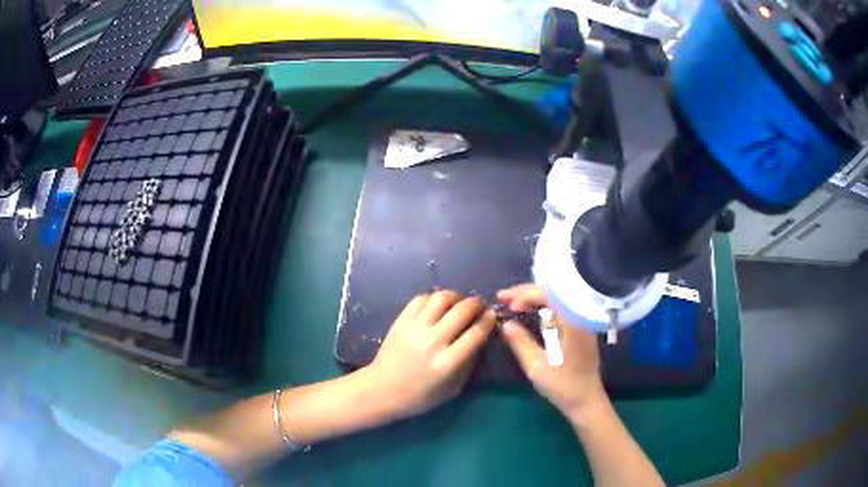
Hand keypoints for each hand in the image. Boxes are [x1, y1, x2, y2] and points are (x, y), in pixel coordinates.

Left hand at [367, 290, 495, 419]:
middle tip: (479, 306)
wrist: (382, 390)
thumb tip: (481, 337)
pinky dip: (434, 298)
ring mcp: (414, 329)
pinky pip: (421, 299)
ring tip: (459, 302)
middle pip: (462, 310)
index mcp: (448, 362)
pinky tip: (438, 305)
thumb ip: (469, 362)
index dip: (489, 320)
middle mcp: (432, 341)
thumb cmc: (420, 396)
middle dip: (476, 304)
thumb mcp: (453, 388)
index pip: (476, 333)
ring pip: (441, 298)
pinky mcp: (400, 322)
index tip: (493, 316)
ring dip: (456, 296)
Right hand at [497, 284, 606, 421]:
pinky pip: (559, 308)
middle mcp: (580, 315)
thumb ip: (520, 342)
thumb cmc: (563, 385)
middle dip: (525, 292)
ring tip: (510, 302)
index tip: (506, 307)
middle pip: (552, 292)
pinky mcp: (579, 327)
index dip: (525, 295)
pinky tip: (528, 312)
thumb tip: (505, 323)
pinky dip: (541, 307)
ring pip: (555, 299)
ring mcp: (581, 320)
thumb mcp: (536, 366)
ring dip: (532, 298)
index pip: (548, 294)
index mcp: (573, 321)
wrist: (586, 400)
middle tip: (501, 297)